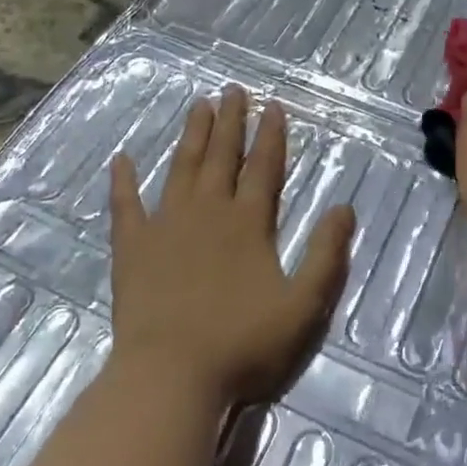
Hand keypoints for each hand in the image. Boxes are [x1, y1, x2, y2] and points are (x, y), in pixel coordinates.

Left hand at [108, 86, 353, 407]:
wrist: (172, 376)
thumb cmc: (243, 344)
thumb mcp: (304, 305)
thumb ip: (326, 254)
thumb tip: (344, 207)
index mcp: (249, 223)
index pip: (264, 167)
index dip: (271, 135)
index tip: (273, 106)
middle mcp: (208, 211)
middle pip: (222, 156)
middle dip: (230, 121)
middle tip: (233, 90)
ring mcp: (166, 226)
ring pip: (182, 168)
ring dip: (191, 136)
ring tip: (198, 105)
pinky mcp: (133, 247)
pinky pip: (126, 205)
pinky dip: (123, 180)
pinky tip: (121, 158)